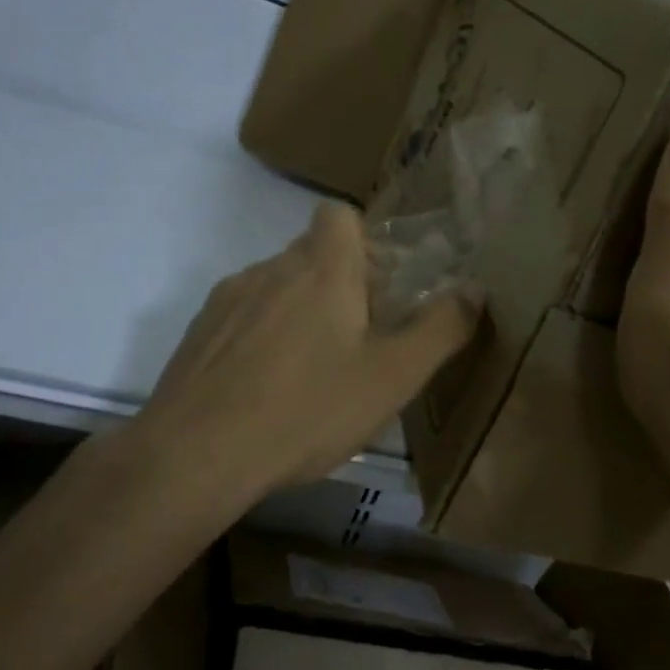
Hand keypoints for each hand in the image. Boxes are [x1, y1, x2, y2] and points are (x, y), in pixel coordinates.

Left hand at [137, 201, 479, 495]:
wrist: (194, 455)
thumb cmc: (306, 409)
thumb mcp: (392, 377)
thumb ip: (440, 329)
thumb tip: (474, 289)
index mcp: (322, 268)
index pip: (339, 214)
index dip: (363, 240)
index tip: (379, 286)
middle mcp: (271, 268)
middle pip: (311, 254)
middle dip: (339, 284)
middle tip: (359, 340)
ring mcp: (228, 299)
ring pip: (276, 286)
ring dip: (298, 311)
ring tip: (310, 373)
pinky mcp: (197, 332)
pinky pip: (242, 317)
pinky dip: (260, 337)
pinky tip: (265, 389)